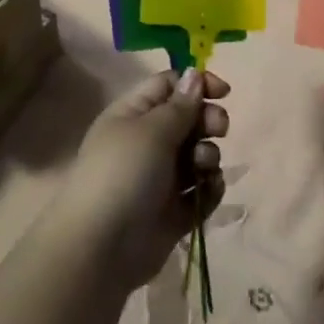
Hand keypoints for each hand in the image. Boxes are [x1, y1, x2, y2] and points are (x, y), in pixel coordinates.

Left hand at [52, 68, 228, 289]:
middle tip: (219, 129)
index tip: (223, 92)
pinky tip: (209, 189)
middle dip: (208, 120)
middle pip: (188, 119)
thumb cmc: (123, 174)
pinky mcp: (174, 211)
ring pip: (198, 154)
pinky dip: (209, 188)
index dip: (196, 84)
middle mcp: (147, 142)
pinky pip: (201, 190)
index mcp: (133, 115)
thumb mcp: (152, 130)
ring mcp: (161, 178)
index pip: (169, 86)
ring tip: (202, 167)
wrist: (100, 250)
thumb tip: (195, 74)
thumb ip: (180, 105)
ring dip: (208, 155)